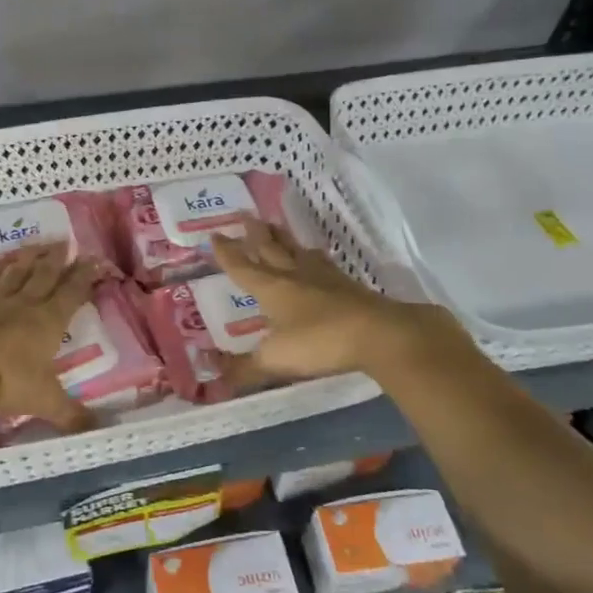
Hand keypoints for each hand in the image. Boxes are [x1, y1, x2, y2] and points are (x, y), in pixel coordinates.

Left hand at [0, 244, 101, 430]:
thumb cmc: (6, 381)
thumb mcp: (43, 400)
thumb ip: (70, 414)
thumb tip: (97, 430)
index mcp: (49, 321)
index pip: (72, 292)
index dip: (85, 276)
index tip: (95, 261)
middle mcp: (25, 303)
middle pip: (45, 274)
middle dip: (58, 258)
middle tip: (66, 242)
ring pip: (17, 271)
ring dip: (29, 257)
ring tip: (37, 246)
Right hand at [209, 216, 461, 385]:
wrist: (379, 333)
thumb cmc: (320, 341)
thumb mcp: (275, 360)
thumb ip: (244, 368)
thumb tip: (214, 376)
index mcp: (272, 288)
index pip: (242, 267)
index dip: (227, 253)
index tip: (215, 236)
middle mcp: (295, 275)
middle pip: (271, 249)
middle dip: (255, 234)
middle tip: (245, 216)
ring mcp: (324, 278)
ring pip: (297, 251)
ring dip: (283, 239)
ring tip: (276, 228)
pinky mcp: (348, 286)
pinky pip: (323, 264)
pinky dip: (313, 257)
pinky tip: (317, 259)